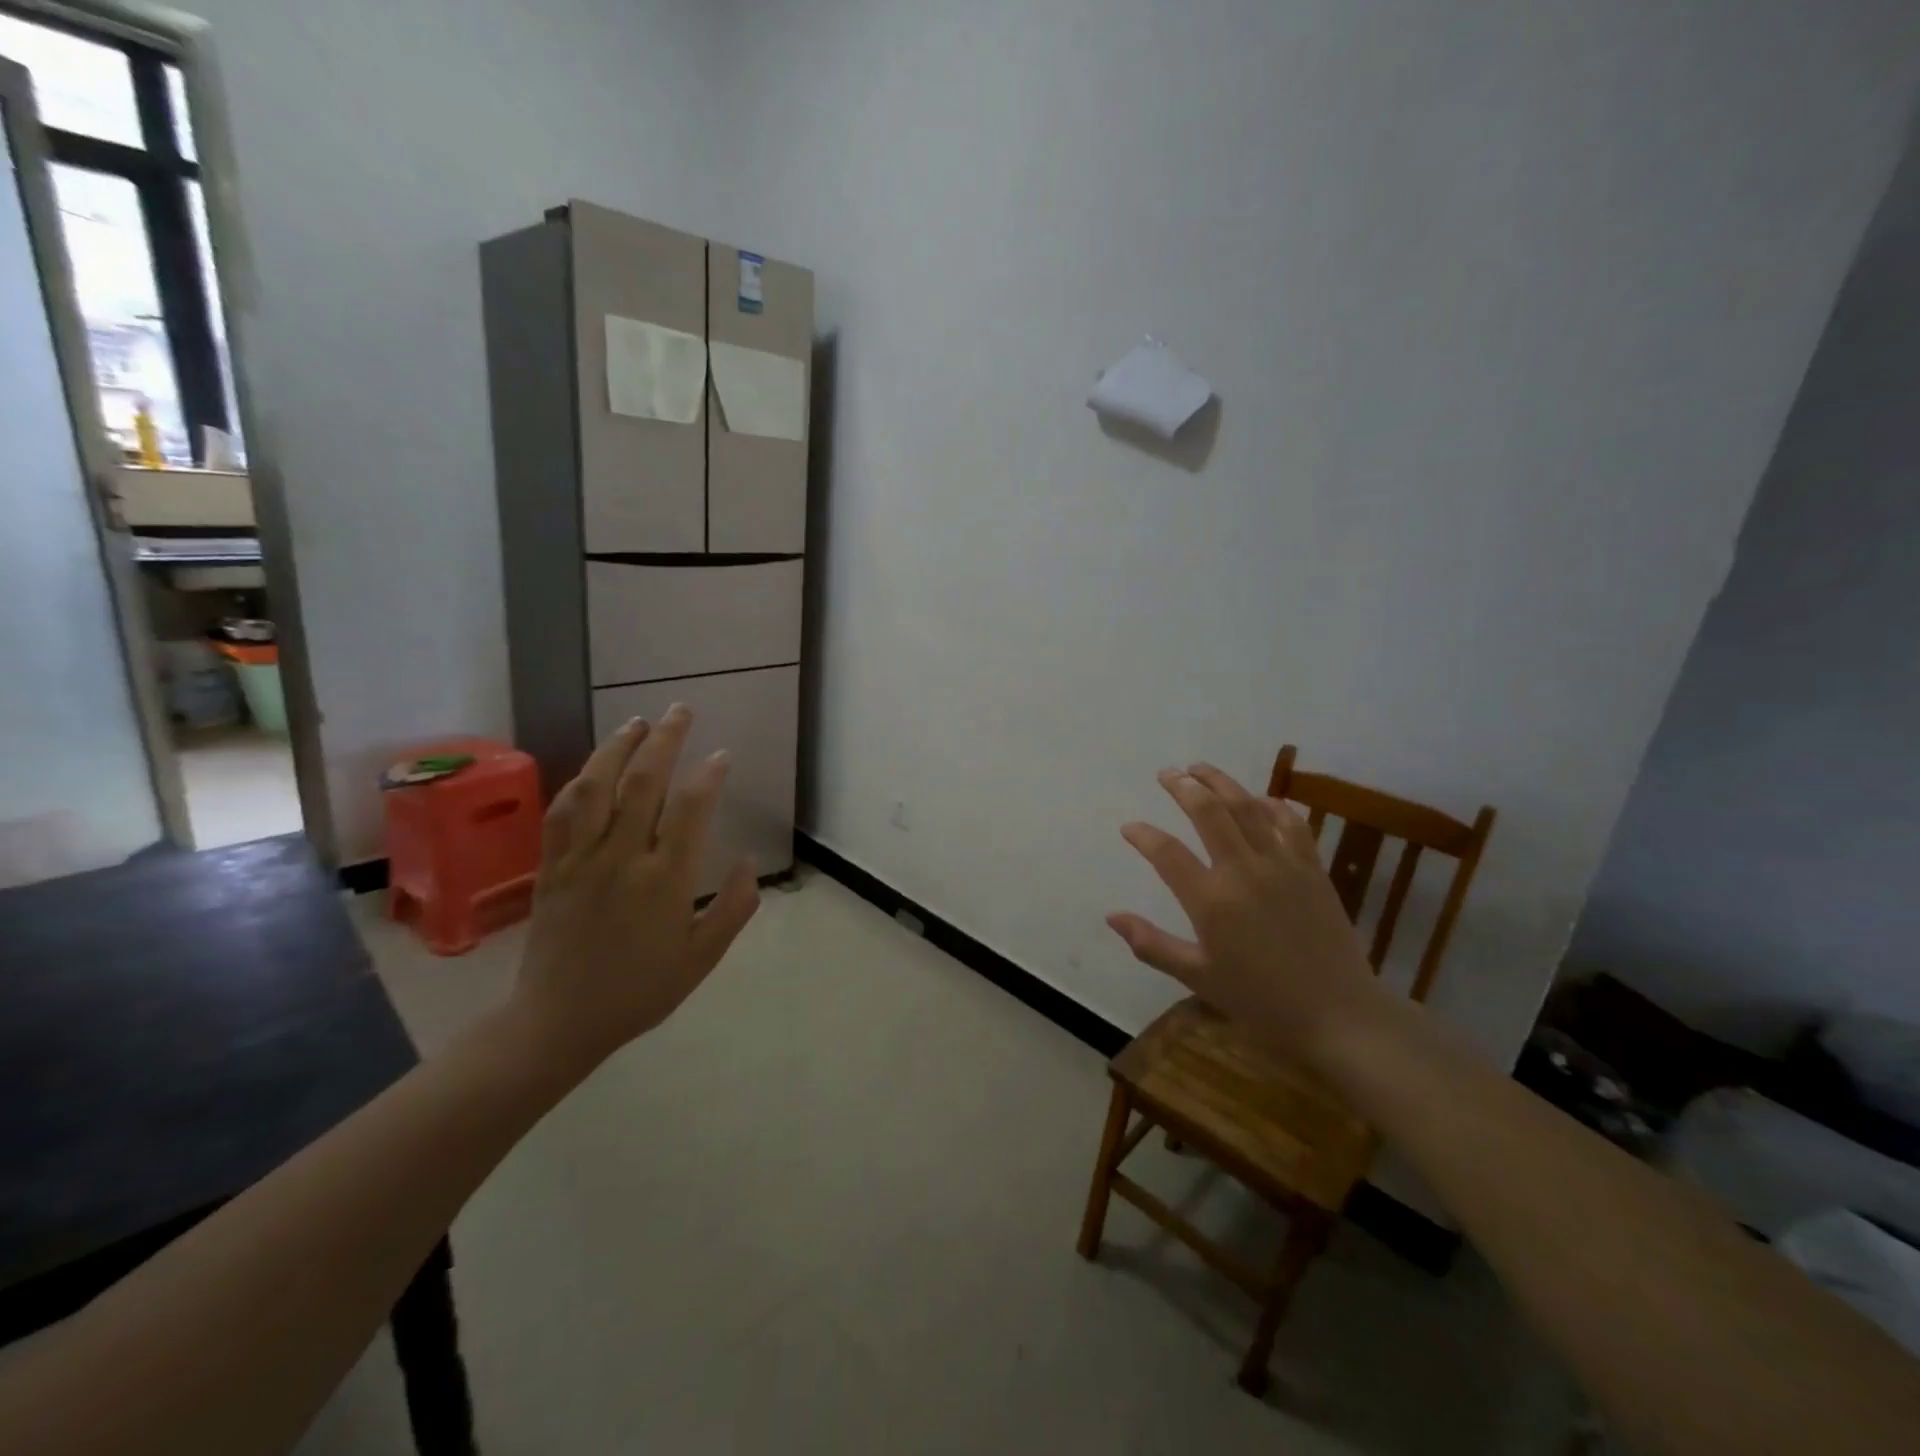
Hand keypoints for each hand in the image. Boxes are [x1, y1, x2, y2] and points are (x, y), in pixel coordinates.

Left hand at [511, 706, 759, 1071]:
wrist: (558, 1021)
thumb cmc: (639, 991)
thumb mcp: (702, 958)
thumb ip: (733, 908)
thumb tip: (749, 862)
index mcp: (665, 879)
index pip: (691, 808)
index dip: (709, 774)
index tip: (721, 755)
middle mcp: (622, 857)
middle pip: (644, 782)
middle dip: (665, 739)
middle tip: (680, 710)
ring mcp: (581, 858)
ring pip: (597, 787)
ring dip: (618, 747)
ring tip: (638, 722)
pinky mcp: (552, 866)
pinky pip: (562, 812)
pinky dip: (580, 781)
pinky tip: (593, 767)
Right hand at [1108, 763, 1386, 1064]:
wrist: (1339, 1016)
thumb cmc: (1261, 1002)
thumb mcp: (1198, 977)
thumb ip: (1152, 944)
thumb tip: (1112, 917)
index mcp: (1211, 901)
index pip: (1166, 853)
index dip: (1143, 835)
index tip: (1129, 828)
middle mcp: (1244, 871)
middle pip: (1208, 812)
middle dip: (1183, 786)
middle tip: (1166, 773)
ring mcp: (1282, 865)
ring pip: (1247, 807)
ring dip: (1221, 782)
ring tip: (1201, 768)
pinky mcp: (1312, 868)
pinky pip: (1292, 824)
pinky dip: (1273, 805)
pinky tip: (1262, 799)